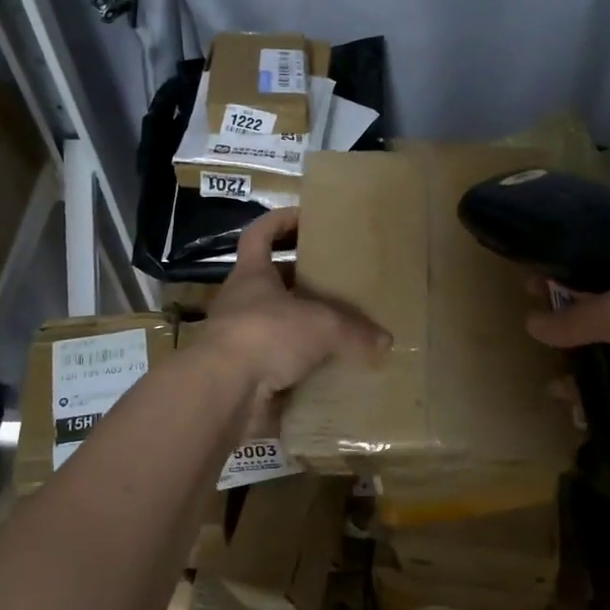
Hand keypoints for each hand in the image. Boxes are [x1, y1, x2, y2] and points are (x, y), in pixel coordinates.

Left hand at [202, 208, 390, 395]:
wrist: (223, 392)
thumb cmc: (265, 335)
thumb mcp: (321, 326)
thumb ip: (354, 332)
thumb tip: (386, 342)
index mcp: (252, 275)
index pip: (259, 234)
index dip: (279, 221)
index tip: (306, 217)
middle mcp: (242, 302)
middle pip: (272, 282)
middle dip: (302, 281)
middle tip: (338, 282)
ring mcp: (239, 340)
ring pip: (276, 324)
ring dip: (303, 327)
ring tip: (340, 330)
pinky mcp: (244, 375)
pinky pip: (278, 364)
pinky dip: (301, 367)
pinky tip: (329, 371)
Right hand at [525, 252, 609, 486]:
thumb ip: (574, 316)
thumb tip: (532, 324)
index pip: (606, 259)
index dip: (568, 265)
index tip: (530, 276)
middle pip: (602, 304)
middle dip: (566, 314)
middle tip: (530, 323)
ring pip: (607, 349)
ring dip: (576, 361)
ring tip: (551, 377)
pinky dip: (594, 395)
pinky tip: (572, 407)